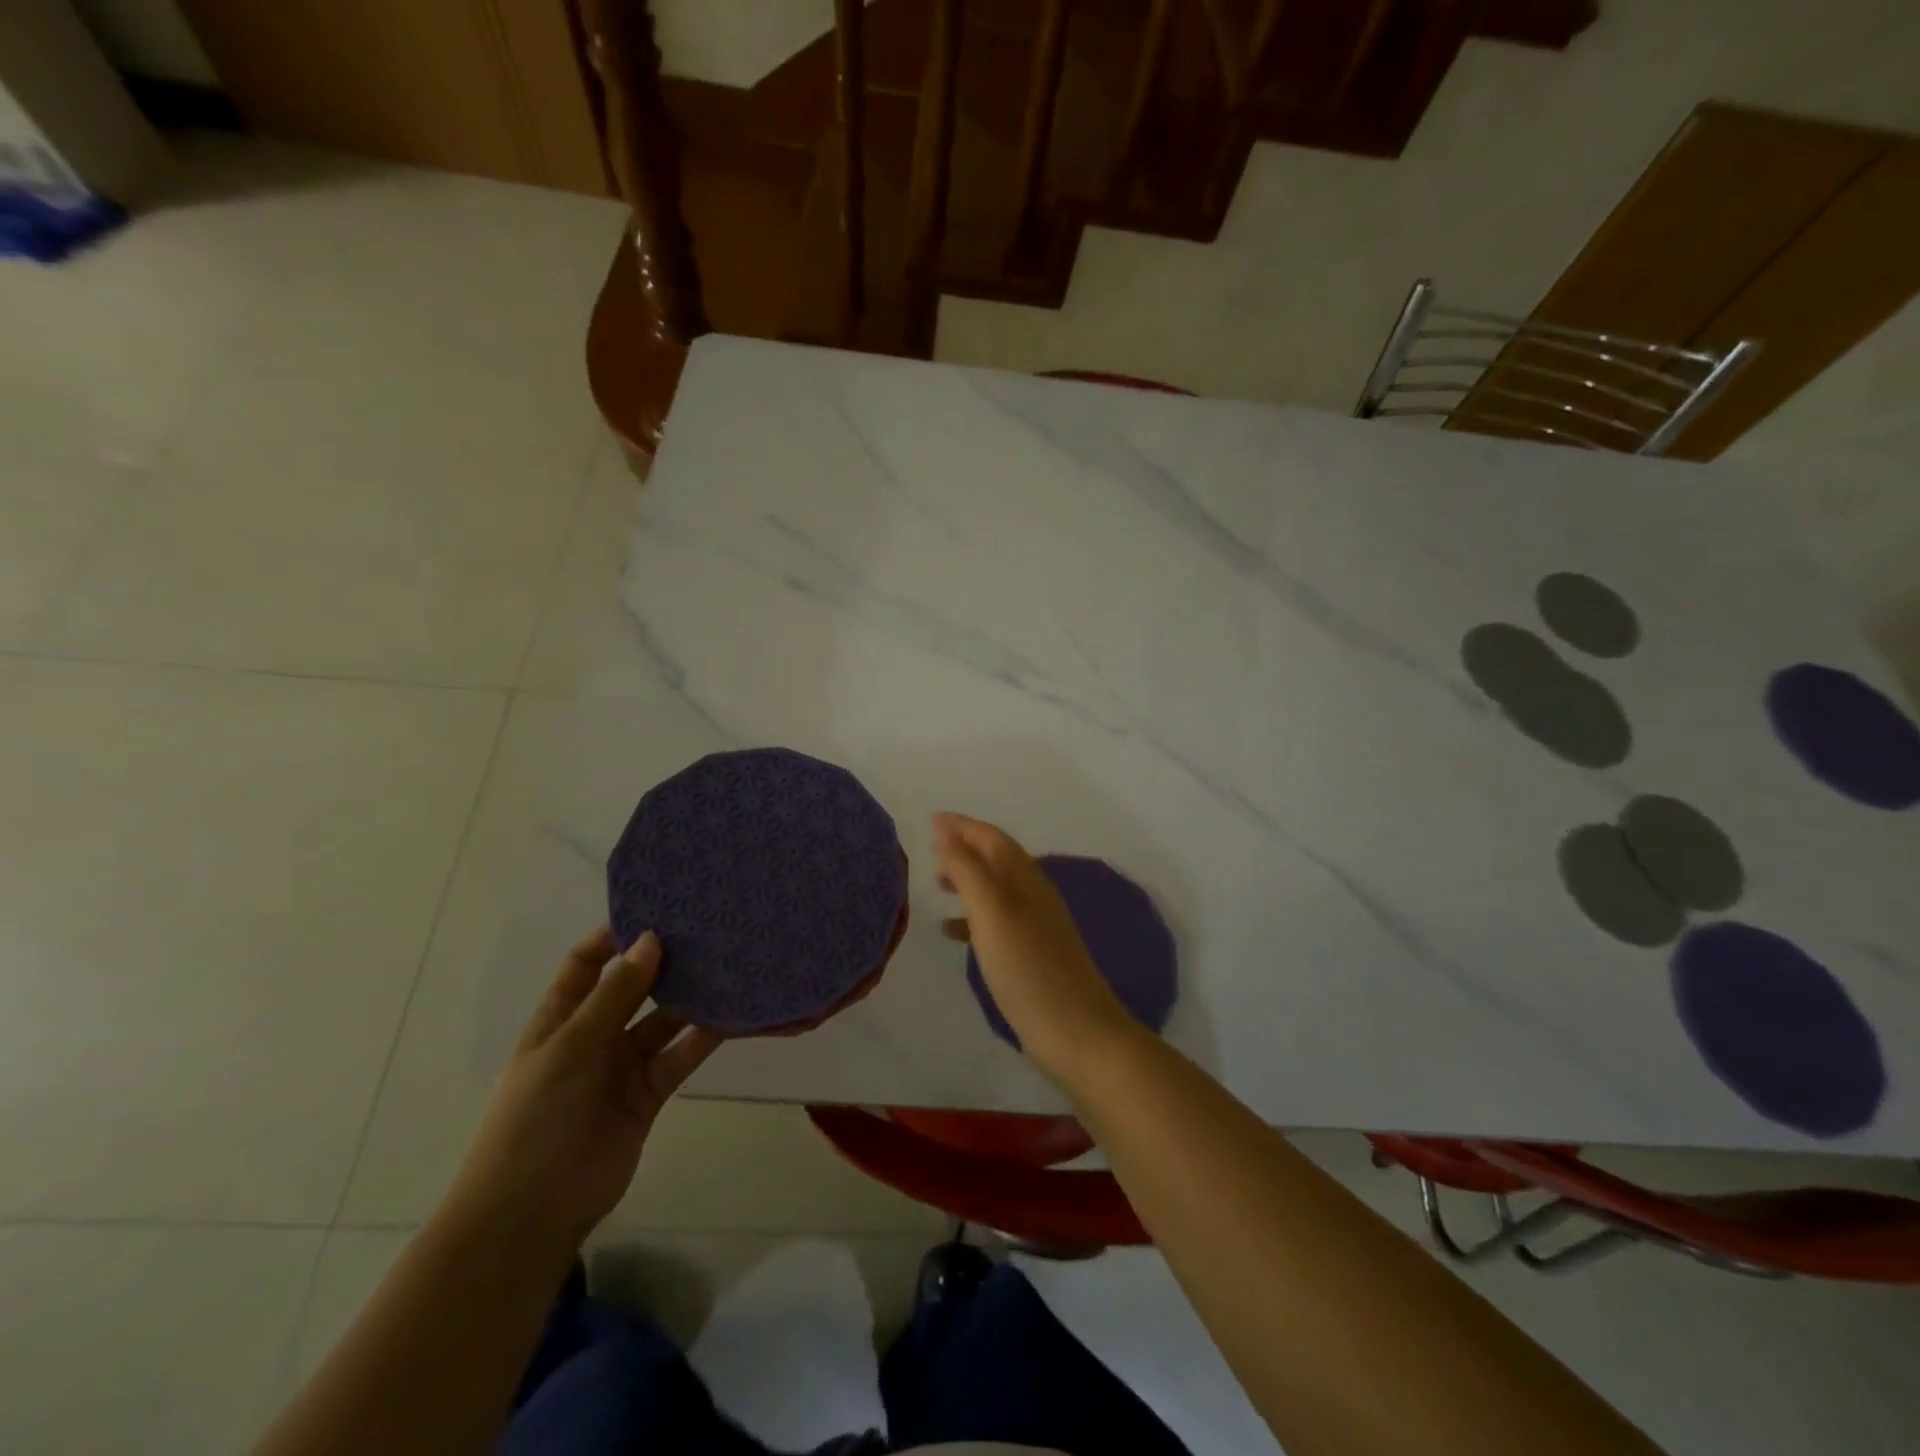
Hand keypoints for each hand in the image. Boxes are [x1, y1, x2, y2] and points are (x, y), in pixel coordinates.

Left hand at [444, 927, 721, 1250]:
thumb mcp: (568, 1049)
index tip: (658, 907)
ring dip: (693, 996)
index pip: (587, 963)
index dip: (616, 935)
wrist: (530, 1216)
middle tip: (710, 928)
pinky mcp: (652, 1091)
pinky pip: (683, 1054)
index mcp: (561, 1017)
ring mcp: (624, 1064)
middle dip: (666, 961)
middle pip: (635, 986)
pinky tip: (736, 1013)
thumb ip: (614, 996)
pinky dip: (707, 1035)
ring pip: (666, 1019)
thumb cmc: (534, 1121)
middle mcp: (595, 1034)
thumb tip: (651, 940)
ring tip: (733, 962)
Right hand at [934, 813, 1138, 1083]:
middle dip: (965, 849)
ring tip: (936, 884)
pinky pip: (996, 922)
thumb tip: (946, 829)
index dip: (963, 826)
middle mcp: (1034, 896)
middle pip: (996, 860)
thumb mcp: (992, 913)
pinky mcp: (1032, 956)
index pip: (992, 839)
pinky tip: (952, 932)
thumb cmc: (1029, 969)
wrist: (1077, 1033)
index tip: (933, 818)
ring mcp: (1036, 927)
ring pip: (996, 890)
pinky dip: (972, 917)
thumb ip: (968, 870)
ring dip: (967, 881)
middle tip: (930, 849)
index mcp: (1026, 880)